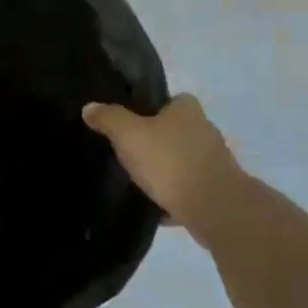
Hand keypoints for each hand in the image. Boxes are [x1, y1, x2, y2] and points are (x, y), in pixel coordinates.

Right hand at [82, 94, 243, 228]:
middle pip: (177, 130)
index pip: (170, 100)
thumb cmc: (169, 161)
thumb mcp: (128, 134)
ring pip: (184, 160)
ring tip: (140, 180)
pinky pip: (189, 188)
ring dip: (167, 169)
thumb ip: (109, 119)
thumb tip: (89, 108)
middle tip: (131, 151)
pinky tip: (155, 206)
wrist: (213, 207)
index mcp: (187, 109)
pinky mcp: (217, 190)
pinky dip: (175, 195)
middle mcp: (206, 130)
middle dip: (157, 140)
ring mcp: (215, 161)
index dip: (152, 109)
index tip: (132, 123)